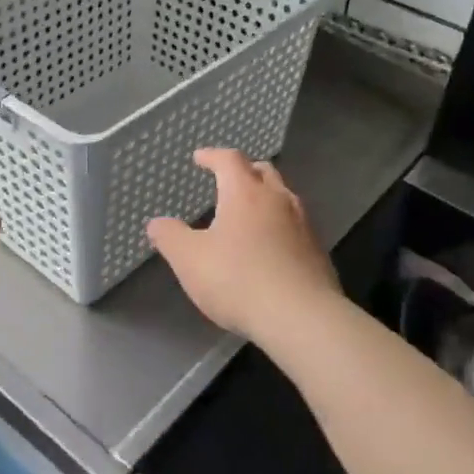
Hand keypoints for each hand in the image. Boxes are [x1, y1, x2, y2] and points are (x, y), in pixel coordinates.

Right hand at [147, 149, 339, 344]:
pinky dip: (279, 224)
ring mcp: (303, 224)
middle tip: (228, 179)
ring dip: (265, 197)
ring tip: (249, 211)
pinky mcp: (317, 251)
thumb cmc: (238, 280)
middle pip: (262, 172)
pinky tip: (270, 245)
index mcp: (245, 193)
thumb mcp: (189, 260)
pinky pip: (295, 225)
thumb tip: (156, 223)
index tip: (200, 158)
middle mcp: (278, 200)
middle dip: (244, 171)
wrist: (301, 318)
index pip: (229, 160)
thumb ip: (170, 237)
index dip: (212, 156)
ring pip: (283, 197)